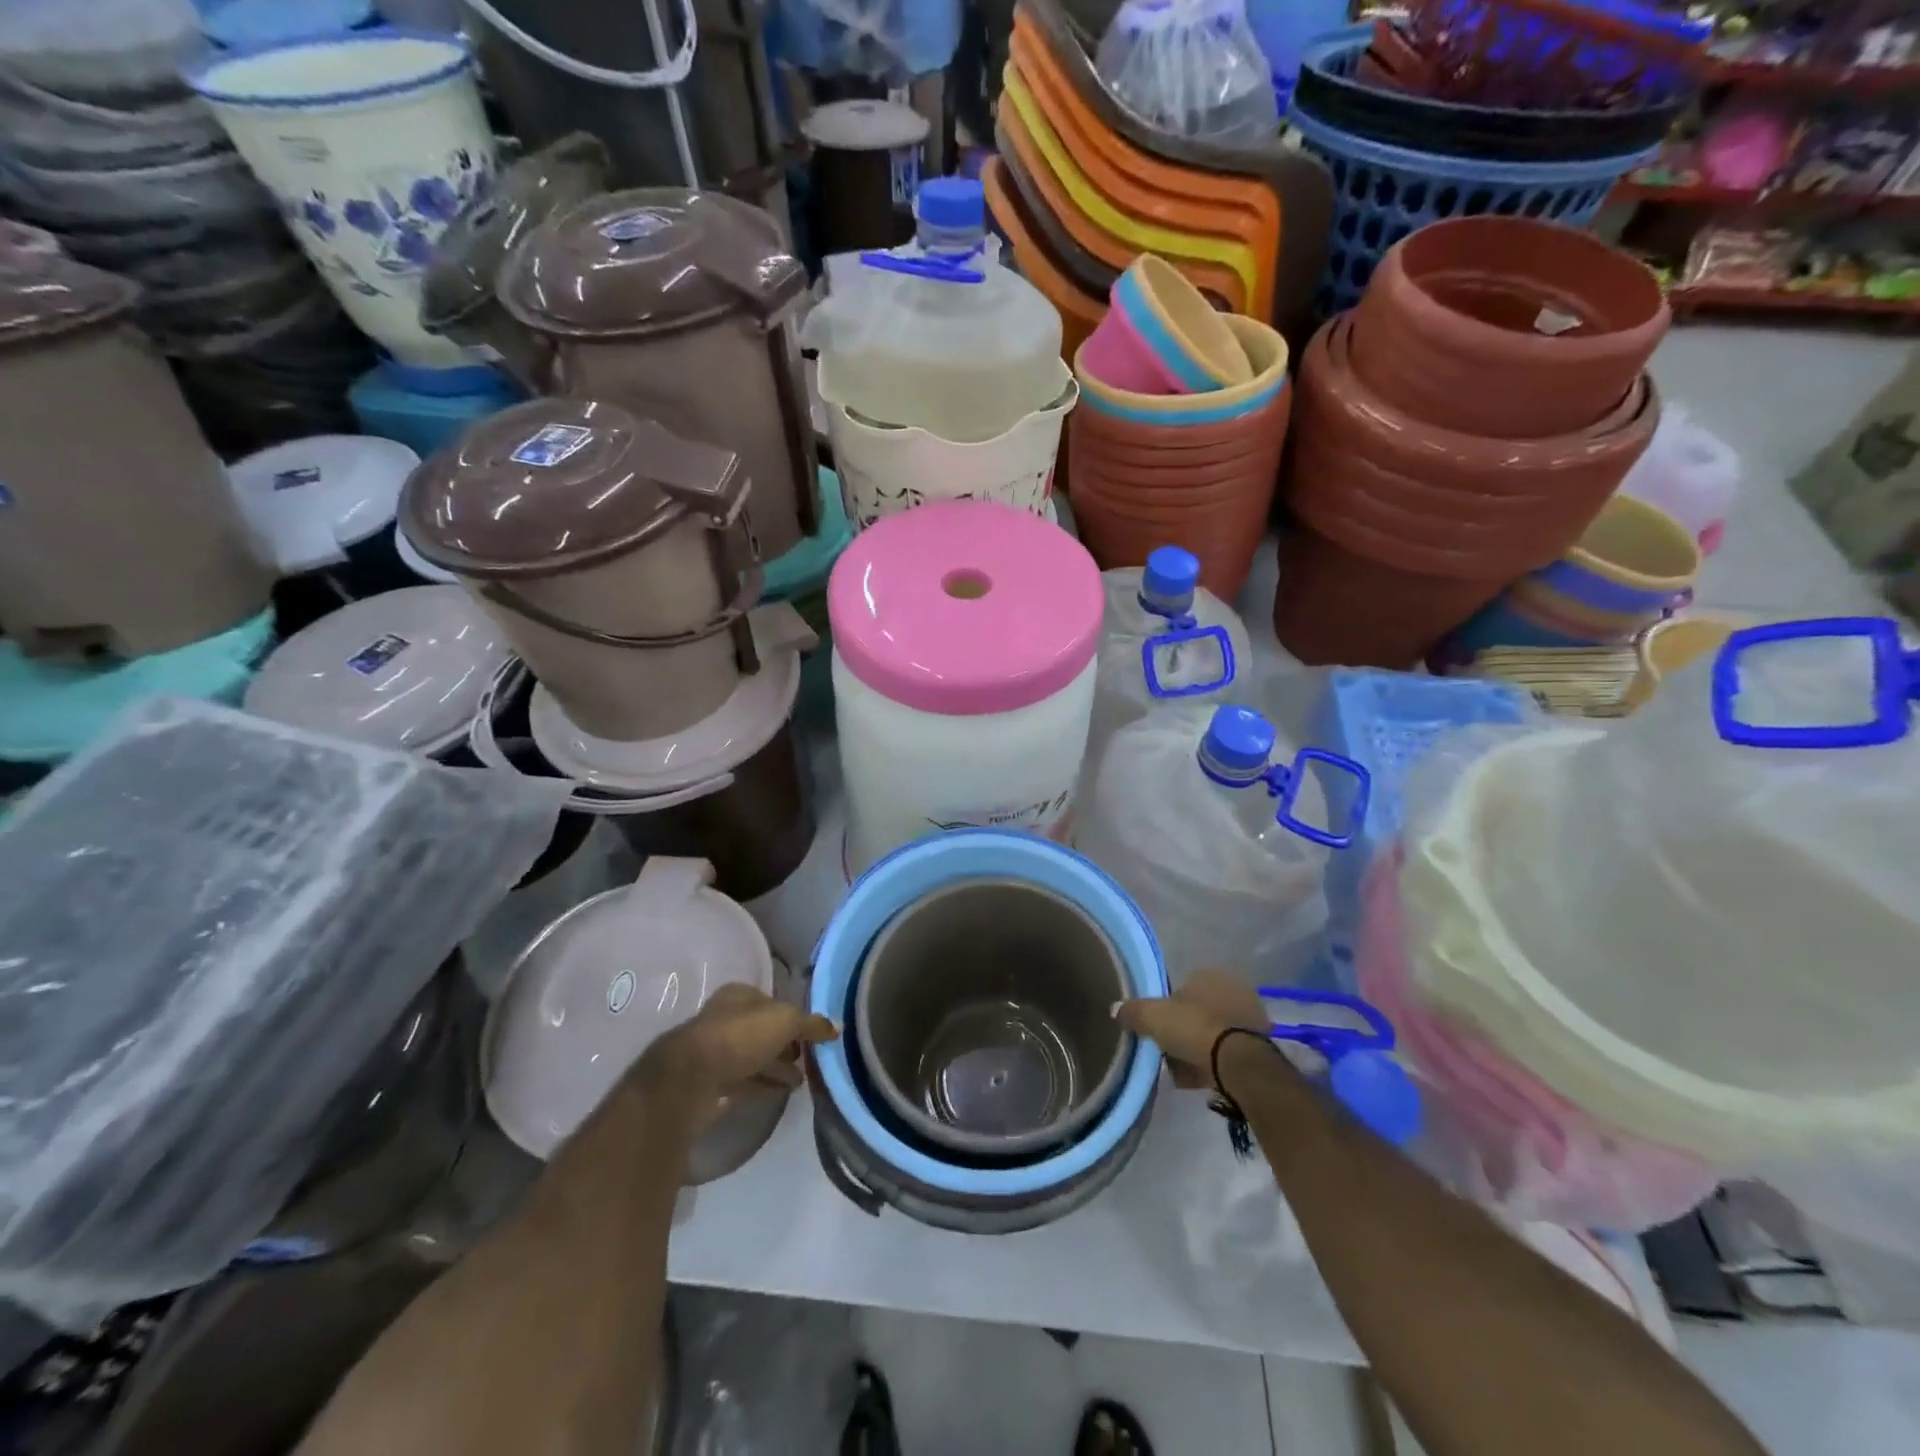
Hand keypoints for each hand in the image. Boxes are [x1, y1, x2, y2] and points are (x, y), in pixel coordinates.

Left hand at [632, 983, 837, 1131]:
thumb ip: (812, 1024)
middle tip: (808, 1061)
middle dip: (785, 1045)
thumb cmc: (741, 1036)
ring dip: (776, 1068)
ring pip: (753, 1057)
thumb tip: (837, 1027)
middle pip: (762, 1030)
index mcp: (739, 995)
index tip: (812, 1036)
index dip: (794, 1017)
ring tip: (800, 1083)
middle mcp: (725, 1018)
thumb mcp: (786, 1022)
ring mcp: (714, 1051)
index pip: (773, 1002)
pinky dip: (761, 1084)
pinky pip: (743, 1080)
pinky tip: (778, 1092)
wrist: (691, 1079)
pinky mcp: (709, 1081)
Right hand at [1116, 971, 1268, 1090]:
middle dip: (1184, 1030)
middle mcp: (1233, 989)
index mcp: (1209, 975)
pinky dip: (1215, 1063)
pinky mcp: (1261, 1046)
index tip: (1158, 1028)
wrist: (1241, 1064)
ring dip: (1199, 1049)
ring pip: (1214, 1033)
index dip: (1166, 1009)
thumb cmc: (1195, 1029)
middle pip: (1198, 1011)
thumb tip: (1116, 1008)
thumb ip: (1133, 1011)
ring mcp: (1250, 1017)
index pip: (1181, 988)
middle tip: (1168, 1050)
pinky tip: (1201, 1079)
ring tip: (1183, 1071)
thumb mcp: (1153, 1017)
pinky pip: (1228, 1052)